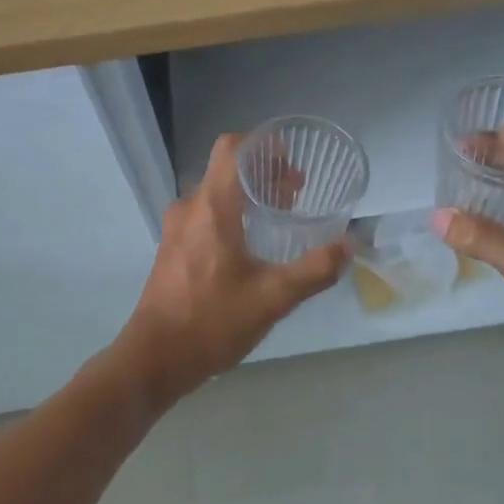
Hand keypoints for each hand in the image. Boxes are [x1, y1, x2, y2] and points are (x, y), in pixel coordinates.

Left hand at [112, 133, 349, 410]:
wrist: (155, 359)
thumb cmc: (212, 321)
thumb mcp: (273, 297)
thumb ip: (314, 270)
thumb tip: (348, 246)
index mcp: (211, 207)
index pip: (231, 148)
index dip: (261, 144)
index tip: (290, 158)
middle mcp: (189, 208)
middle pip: (225, 170)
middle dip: (262, 173)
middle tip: (295, 192)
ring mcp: (176, 229)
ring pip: (214, 194)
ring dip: (246, 195)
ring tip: (277, 216)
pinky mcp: (171, 249)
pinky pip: (203, 215)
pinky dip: (229, 214)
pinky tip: (249, 244)